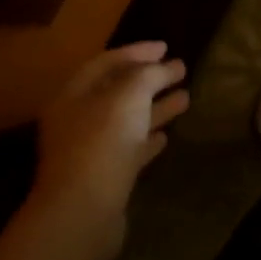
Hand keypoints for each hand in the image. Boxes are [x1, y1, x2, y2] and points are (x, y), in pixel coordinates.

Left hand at [31, 41, 187, 248]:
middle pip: (117, 92)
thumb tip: (166, 66)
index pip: (105, 63)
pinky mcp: (105, 177)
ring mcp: (90, 151)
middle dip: (150, 79)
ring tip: (186, 97)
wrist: (84, 212)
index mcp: (73, 96)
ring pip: (128, 121)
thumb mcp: (129, 95)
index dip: (136, 51)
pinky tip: (167, 136)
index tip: (166, 47)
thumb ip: (149, 75)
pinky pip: (130, 150)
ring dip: (155, 107)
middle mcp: (77, 120)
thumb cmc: (103, 142)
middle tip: (180, 69)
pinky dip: (148, 138)